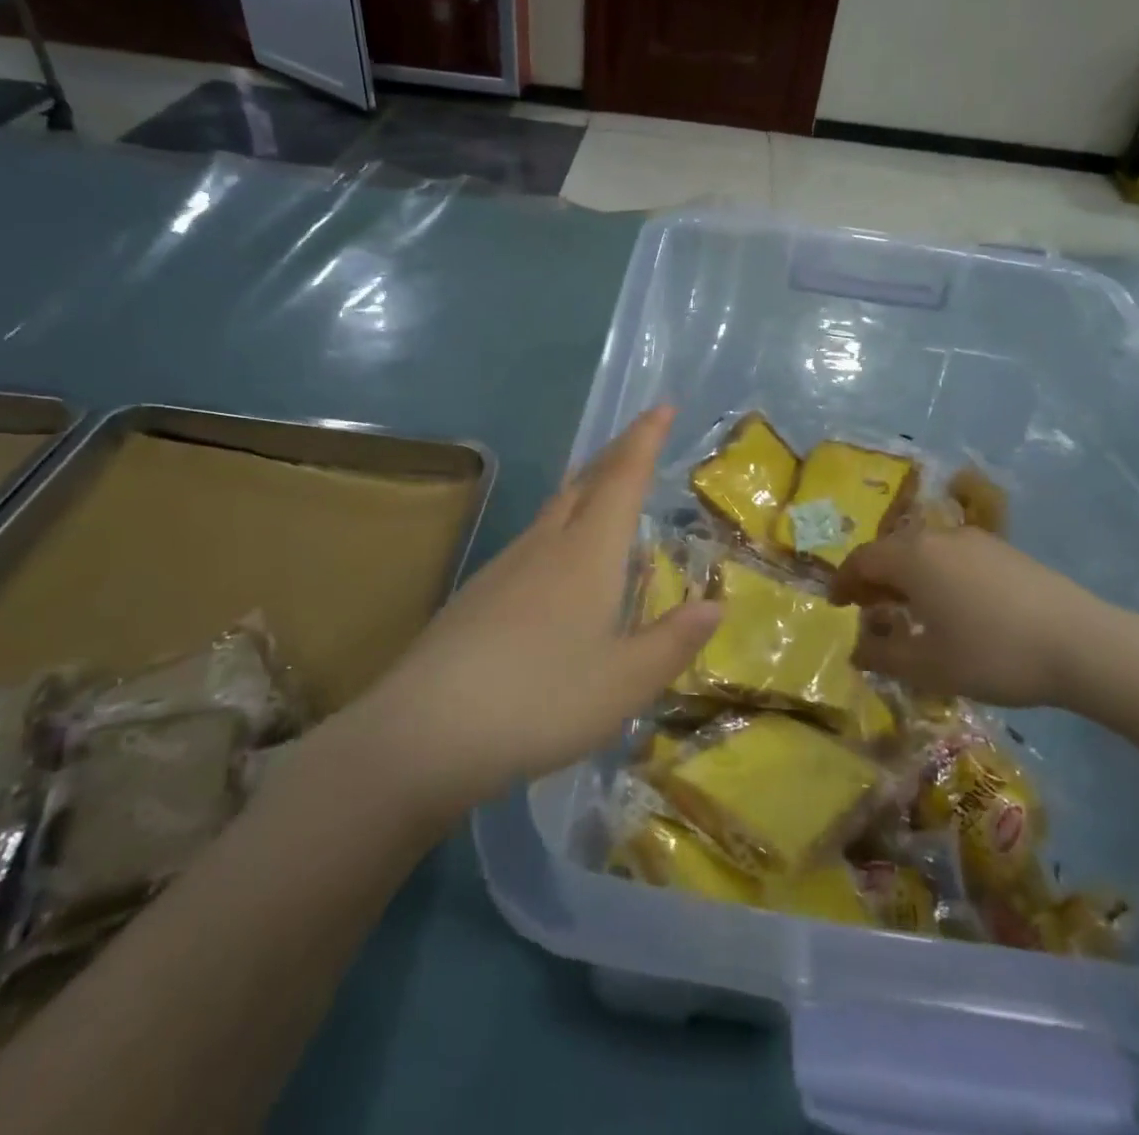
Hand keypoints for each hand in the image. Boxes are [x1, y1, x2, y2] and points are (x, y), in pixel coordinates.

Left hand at [346, 406, 720, 818]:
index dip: (645, 439)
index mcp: (587, 554)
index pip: (623, 479)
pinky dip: (559, 526)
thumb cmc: (540, 702)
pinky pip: (532, 541)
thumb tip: (715, 605)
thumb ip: (673, 642)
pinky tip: (557, 561)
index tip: (662, 405)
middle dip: (616, 454)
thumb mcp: (624, 683)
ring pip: (554, 509)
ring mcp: (505, 566)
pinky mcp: (478, 593)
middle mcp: (545, 546)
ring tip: (605, 489)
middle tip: (640, 437)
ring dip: (585, 487)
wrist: (424, 733)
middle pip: (585, 482)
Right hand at [831, 524, 1132, 710]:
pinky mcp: (1005, 551)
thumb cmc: (992, 654)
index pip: (861, 559)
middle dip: (874, 577)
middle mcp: (938, 537)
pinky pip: (954, 556)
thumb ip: (882, 656)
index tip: (836, 604)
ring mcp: (976, 540)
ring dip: (907, 576)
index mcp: (912, 557)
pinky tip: (954, 607)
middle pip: (892, 550)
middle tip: (868, 608)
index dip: (843, 581)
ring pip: (925, 551)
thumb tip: (856, 650)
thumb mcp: (928, 666)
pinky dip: (937, 575)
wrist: (1083, 644)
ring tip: (910, 610)